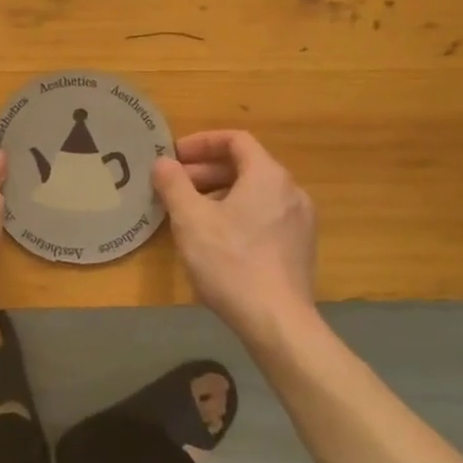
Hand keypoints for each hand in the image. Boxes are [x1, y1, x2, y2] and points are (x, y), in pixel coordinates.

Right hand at [153, 131, 316, 341]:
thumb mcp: (190, 220)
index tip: (174, 157)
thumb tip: (163, 163)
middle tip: (175, 186)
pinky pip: (264, 215)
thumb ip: (174, 184)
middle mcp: (291, 191)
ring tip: (190, 213)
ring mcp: (300, 221)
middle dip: (206, 171)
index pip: (236, 140)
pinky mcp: (300, 248)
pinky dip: (237, 214)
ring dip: (219, 193)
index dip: (202, 143)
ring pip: (254, 193)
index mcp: (268, 176)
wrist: (277, 323)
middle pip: (246, 166)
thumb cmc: (231, 262)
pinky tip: (215, 239)